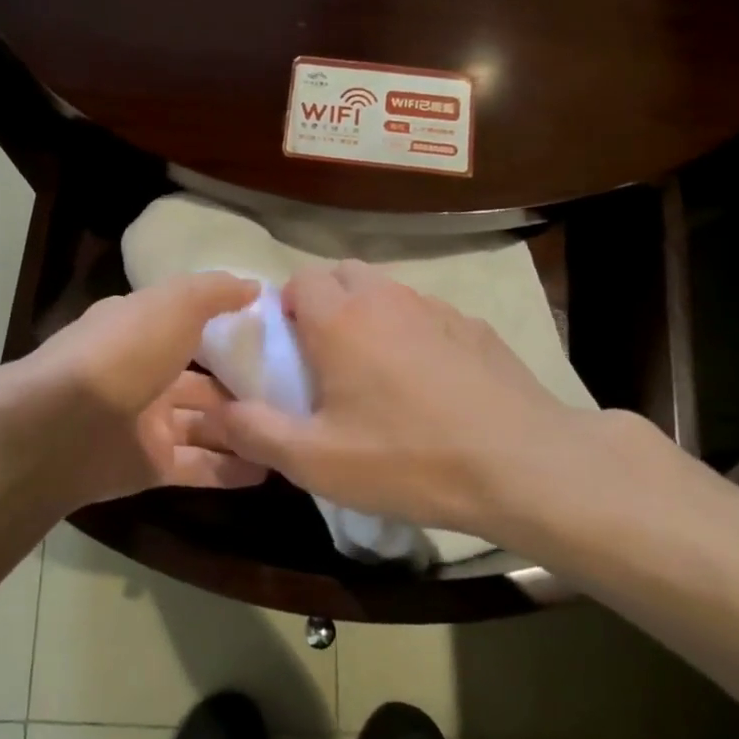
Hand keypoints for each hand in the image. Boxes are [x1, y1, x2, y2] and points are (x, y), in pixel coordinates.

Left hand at [0, 271, 267, 509]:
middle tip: (296, 390)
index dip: (229, 325)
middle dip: (243, 384)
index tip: (274, 331)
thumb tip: (254, 286)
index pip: (191, 323)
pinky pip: (200, 466)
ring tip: (293, 430)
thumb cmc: (124, 351)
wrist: (63, 426)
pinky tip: (271, 468)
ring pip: (206, 424)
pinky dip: (231, 468)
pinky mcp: (151, 466)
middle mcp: (145, 373)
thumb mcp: (174, 304)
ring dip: (244, 427)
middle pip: (203, 379)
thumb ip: (214, 292)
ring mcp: (148, 422)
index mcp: (143, 329)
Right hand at [197, 260, 653, 544]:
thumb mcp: (317, 461)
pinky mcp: (475, 327)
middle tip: (326, 359)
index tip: (288, 352)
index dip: (285, 309)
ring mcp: (436, 308)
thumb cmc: (407, 458)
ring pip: (387, 292)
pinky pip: (427, 315)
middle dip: (325, 303)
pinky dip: (413, 333)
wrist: (522, 464)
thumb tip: (216, 413)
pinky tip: (429, 383)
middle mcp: (385, 298)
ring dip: (369, 316)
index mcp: (341, 319)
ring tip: (377, 372)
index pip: (298, 281)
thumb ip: (256, 432)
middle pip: (342, 274)